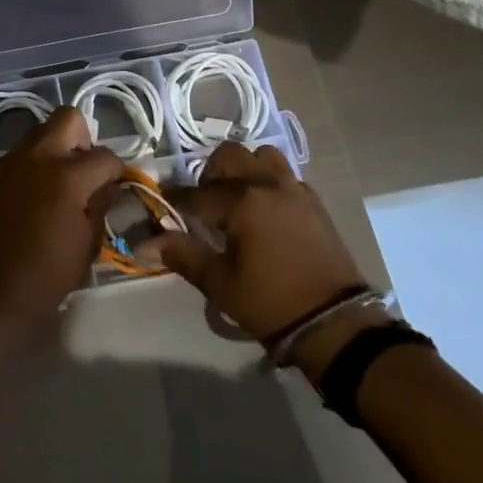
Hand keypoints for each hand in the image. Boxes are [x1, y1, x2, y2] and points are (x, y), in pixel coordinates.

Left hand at [0, 107, 123, 325]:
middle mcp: (37, 156)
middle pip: (68, 117)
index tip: (113, 185)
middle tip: (82, 171)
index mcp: (68, 176)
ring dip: (53, 151)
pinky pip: (15, 158)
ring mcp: (7, 161)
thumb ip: (100, 205)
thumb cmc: (45, 277)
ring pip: (38, 134)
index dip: (115, 170)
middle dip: (82, 138)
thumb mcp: (87, 245)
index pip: (105, 155)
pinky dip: (28, 169)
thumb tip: (106, 185)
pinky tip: (26, 201)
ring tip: (54, 187)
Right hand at [150, 143, 383, 378]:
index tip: (162, 204)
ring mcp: (295, 189)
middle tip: (205, 203)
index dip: (175, 199)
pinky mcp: (314, 202)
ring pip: (261, 157)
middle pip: (229, 156)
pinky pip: (284, 175)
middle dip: (211, 174)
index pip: (197, 193)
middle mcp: (268, 184)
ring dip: (244, 169)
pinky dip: (268, 182)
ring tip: (238, 199)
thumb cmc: (272, 304)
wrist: (337, 325)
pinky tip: (265, 210)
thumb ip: (183, 255)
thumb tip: (144, 243)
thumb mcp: (221, 284)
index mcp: (243, 202)